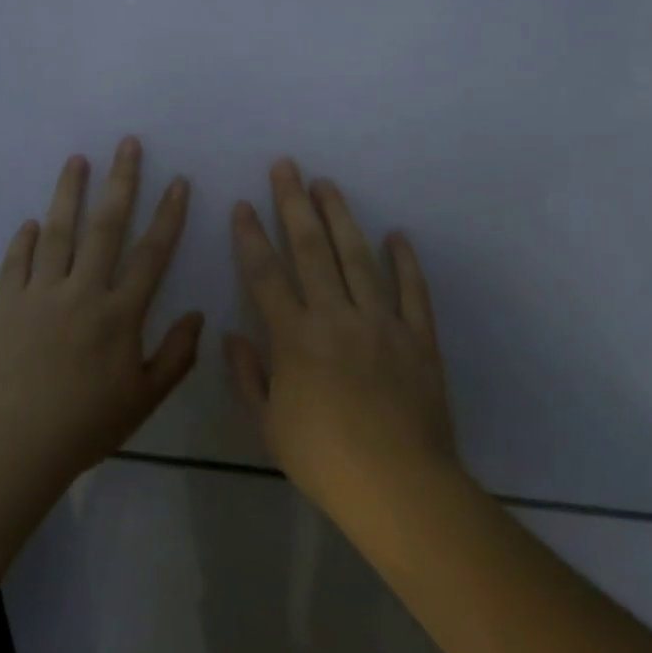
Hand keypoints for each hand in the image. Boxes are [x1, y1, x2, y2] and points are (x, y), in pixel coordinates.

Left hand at [0, 138, 202, 491]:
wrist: (16, 445)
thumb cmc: (87, 426)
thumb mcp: (144, 399)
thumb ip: (176, 356)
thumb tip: (198, 315)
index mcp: (119, 314)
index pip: (152, 254)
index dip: (169, 216)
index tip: (179, 182)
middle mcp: (82, 292)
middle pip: (105, 226)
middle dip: (121, 181)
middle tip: (127, 144)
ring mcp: (40, 294)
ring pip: (58, 232)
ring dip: (69, 193)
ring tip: (77, 160)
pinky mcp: (7, 304)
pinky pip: (16, 262)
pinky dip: (25, 239)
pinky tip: (31, 223)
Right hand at [227, 160, 457, 521]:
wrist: (399, 486)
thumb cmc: (323, 459)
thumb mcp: (268, 424)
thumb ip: (249, 376)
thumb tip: (233, 335)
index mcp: (294, 337)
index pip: (265, 275)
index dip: (251, 237)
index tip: (243, 205)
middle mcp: (335, 316)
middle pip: (311, 250)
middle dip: (294, 204)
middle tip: (286, 166)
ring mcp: (381, 322)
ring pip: (358, 258)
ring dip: (341, 218)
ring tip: (328, 184)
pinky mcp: (418, 337)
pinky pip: (412, 290)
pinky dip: (405, 261)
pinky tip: (397, 234)